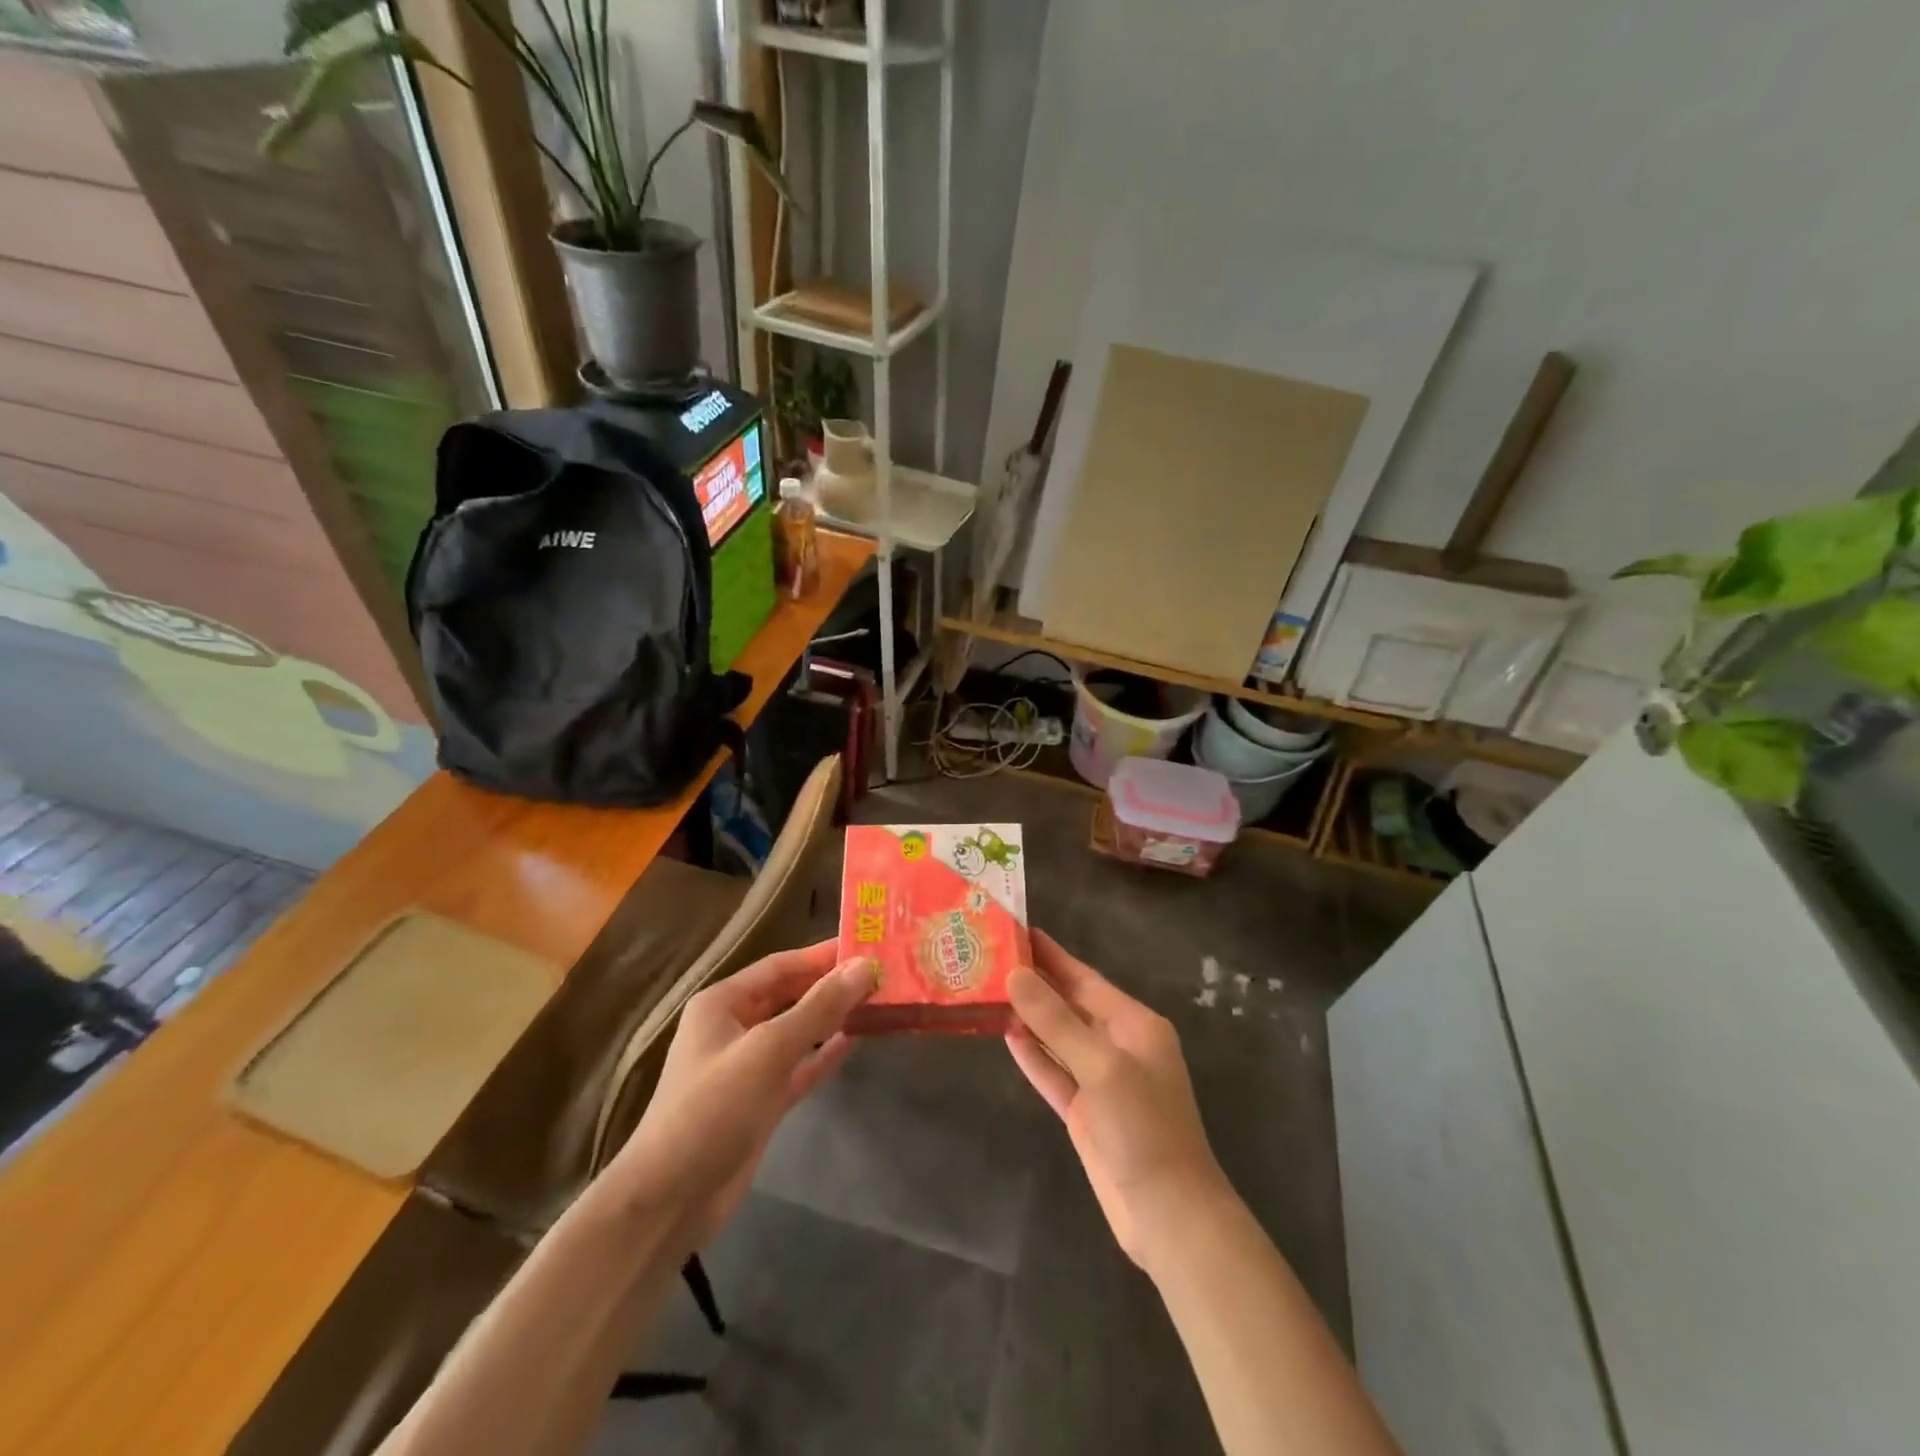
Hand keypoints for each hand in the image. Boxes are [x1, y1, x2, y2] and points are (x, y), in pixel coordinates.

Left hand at [605, 940, 876, 1250]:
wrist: (669, 1200)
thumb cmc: (713, 1108)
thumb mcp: (769, 1050)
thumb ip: (819, 1007)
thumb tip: (865, 966)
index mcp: (724, 1003)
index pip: (782, 965)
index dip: (823, 955)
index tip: (867, 944)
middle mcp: (734, 1027)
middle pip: (791, 995)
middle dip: (832, 985)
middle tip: (882, 973)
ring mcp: (748, 1066)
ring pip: (798, 1030)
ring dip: (833, 1017)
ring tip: (878, 1001)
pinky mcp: (761, 1101)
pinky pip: (800, 1066)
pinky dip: (825, 1054)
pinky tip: (857, 1041)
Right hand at [1005, 930, 1231, 1269]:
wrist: (1168, 1214)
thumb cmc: (1142, 1127)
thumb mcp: (1101, 1066)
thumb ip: (1056, 1021)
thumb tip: (1016, 976)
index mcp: (1135, 1025)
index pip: (1085, 978)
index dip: (1052, 955)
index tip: (1018, 929)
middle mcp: (1118, 1045)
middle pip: (1070, 1005)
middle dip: (1036, 983)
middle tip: (992, 958)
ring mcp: (1101, 1080)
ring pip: (1058, 1038)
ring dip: (1029, 1017)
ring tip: (990, 990)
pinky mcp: (1085, 1112)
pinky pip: (1054, 1072)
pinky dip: (1033, 1056)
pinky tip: (1006, 1035)